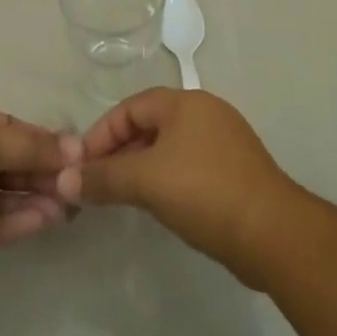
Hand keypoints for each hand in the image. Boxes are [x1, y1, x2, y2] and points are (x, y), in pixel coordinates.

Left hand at [0, 101, 80, 276]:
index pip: (6, 127)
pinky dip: (14, 222)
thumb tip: (74, 148)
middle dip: (39, 173)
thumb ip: (32, 145)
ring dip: (31, 199)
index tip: (71, 153)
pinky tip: (44, 221)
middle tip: (75, 185)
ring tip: (68, 208)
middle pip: (4, 162)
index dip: (38, 139)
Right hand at [56, 88, 297, 283]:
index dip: (101, 133)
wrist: (273, 233)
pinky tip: (159, 206)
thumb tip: (63, 180)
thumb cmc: (204, 192)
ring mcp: (224, 141)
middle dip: (120, 152)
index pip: (130, 107)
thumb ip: (103, 177)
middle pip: (149, 124)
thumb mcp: (146, 181)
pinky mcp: (235, 171)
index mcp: (184, 102)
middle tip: (98, 184)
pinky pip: (189, 166)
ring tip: (123, 197)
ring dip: (142, 168)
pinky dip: (167, 180)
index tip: (81, 167)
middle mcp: (205, 112)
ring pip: (169, 147)